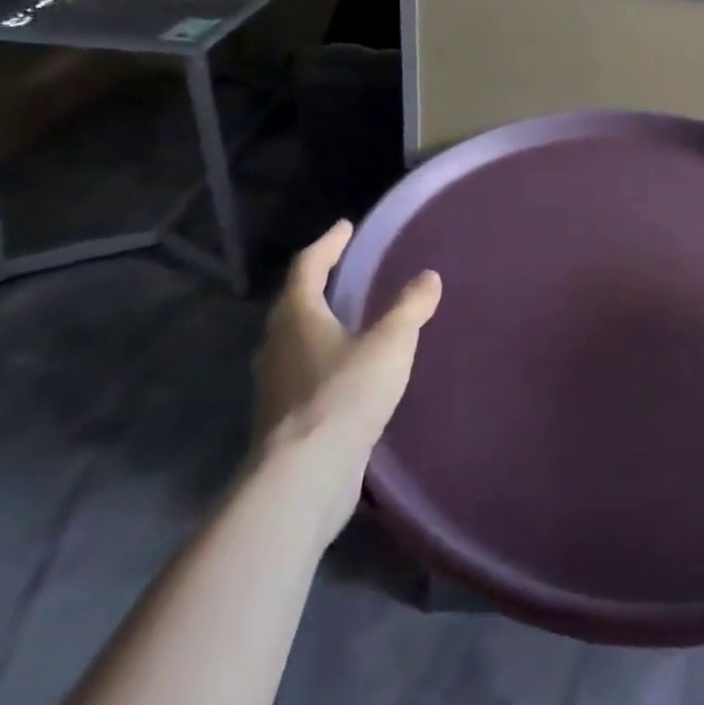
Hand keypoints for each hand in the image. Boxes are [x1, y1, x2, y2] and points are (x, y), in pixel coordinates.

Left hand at [251, 221, 440, 542]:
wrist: (303, 478)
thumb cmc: (345, 395)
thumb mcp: (390, 343)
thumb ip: (410, 308)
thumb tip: (428, 277)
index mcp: (297, 316)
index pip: (308, 266)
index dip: (328, 244)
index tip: (345, 227)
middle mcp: (277, 345)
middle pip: (294, 303)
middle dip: (318, 283)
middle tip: (344, 270)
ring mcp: (275, 385)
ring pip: (294, 341)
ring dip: (317, 324)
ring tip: (348, 319)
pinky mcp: (283, 419)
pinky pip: (303, 374)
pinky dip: (322, 360)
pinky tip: (346, 373)